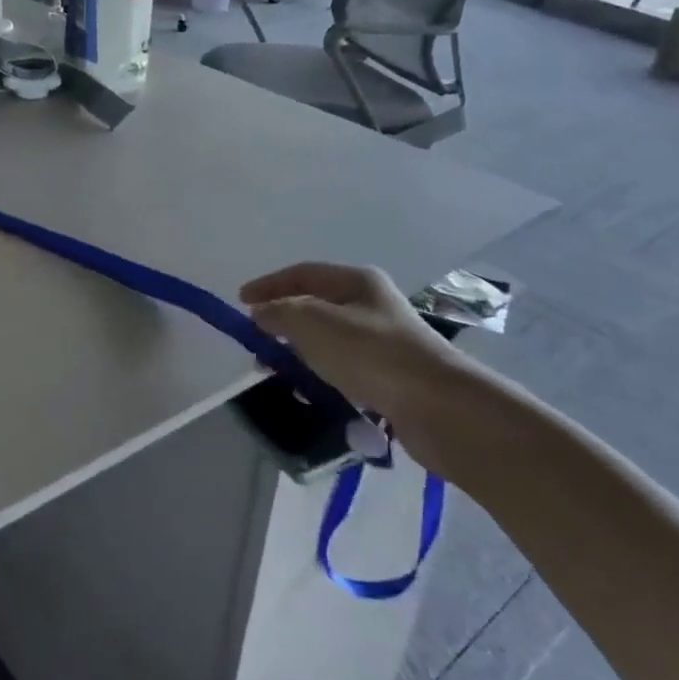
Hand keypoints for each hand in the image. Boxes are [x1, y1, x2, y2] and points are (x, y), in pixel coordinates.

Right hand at [241, 263, 477, 477]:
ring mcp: (382, 341)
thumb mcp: (313, 323)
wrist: (437, 406)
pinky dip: (321, 376)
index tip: (241, 303)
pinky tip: (310, 394)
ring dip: (299, 353)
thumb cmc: (371, 353)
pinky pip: (343, 369)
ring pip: (327, 340)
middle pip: (315, 306)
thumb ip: (280, 313)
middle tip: (256, 343)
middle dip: (282, 322)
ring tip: (278, 373)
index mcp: (357, 282)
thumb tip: (260, 313)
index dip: (268, 285)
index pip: (303, 273)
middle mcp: (371, 305)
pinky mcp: (388, 376)